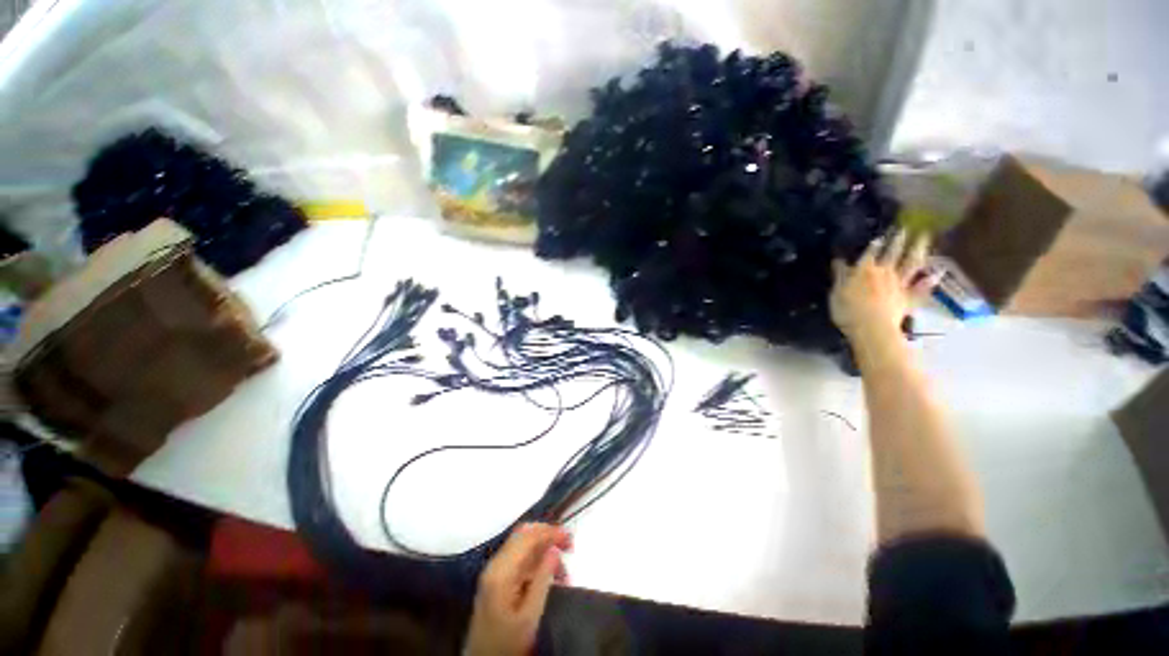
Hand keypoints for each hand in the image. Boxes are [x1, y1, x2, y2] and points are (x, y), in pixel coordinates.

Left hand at [465, 523, 571, 655]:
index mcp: (501, 571)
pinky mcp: (498, 580)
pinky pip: (519, 559)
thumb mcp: (529, 616)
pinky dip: (537, 560)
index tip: (570, 539)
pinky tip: (550, 574)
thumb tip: (554, 550)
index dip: (550, 532)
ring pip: (522, 545)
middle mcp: (495, 564)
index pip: (527, 537)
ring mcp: (495, 571)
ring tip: (563, 568)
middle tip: (568, 545)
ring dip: (544, 548)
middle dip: (547, 534)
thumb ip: (542, 579)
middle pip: (523, 535)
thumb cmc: (507, 644)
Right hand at [830, 229, 936, 343]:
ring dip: (918, 249)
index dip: (876, 243)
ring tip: (924, 237)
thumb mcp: (836, 292)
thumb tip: (838, 260)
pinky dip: (930, 280)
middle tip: (905, 227)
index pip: (870, 252)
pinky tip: (938, 272)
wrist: (872, 328)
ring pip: (911, 264)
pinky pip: (921, 288)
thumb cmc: (848, 311)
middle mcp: (884, 273)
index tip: (882, 234)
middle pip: (893, 253)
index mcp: (864, 271)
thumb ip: (840, 275)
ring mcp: (899, 285)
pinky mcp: (908, 299)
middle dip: (898, 239)